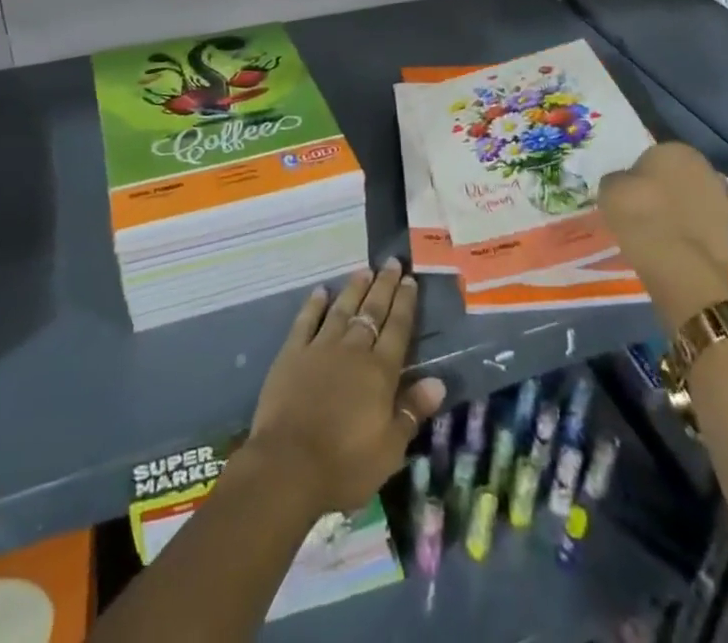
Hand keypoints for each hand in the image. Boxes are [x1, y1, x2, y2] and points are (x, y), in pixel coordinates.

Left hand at [244, 260, 447, 516]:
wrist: (288, 465)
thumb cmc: (345, 464)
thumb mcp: (389, 448)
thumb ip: (412, 411)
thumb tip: (438, 382)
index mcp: (379, 372)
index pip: (398, 329)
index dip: (405, 303)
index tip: (411, 280)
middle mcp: (352, 350)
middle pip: (372, 311)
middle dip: (384, 286)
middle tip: (392, 262)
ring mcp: (320, 348)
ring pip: (342, 310)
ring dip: (354, 289)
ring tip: (364, 270)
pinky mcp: (292, 354)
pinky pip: (306, 321)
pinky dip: (314, 304)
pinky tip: (321, 291)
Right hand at [599, 142, 727, 330]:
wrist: (679, 267)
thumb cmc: (641, 215)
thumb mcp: (610, 189)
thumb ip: (619, 180)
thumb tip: (624, 184)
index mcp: (679, 151)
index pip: (656, 155)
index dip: (641, 173)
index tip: (630, 191)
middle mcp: (708, 172)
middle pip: (680, 179)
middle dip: (666, 191)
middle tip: (644, 210)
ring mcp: (725, 207)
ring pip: (695, 205)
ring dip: (682, 214)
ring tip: (658, 234)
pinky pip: (703, 232)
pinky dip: (691, 238)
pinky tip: (673, 252)